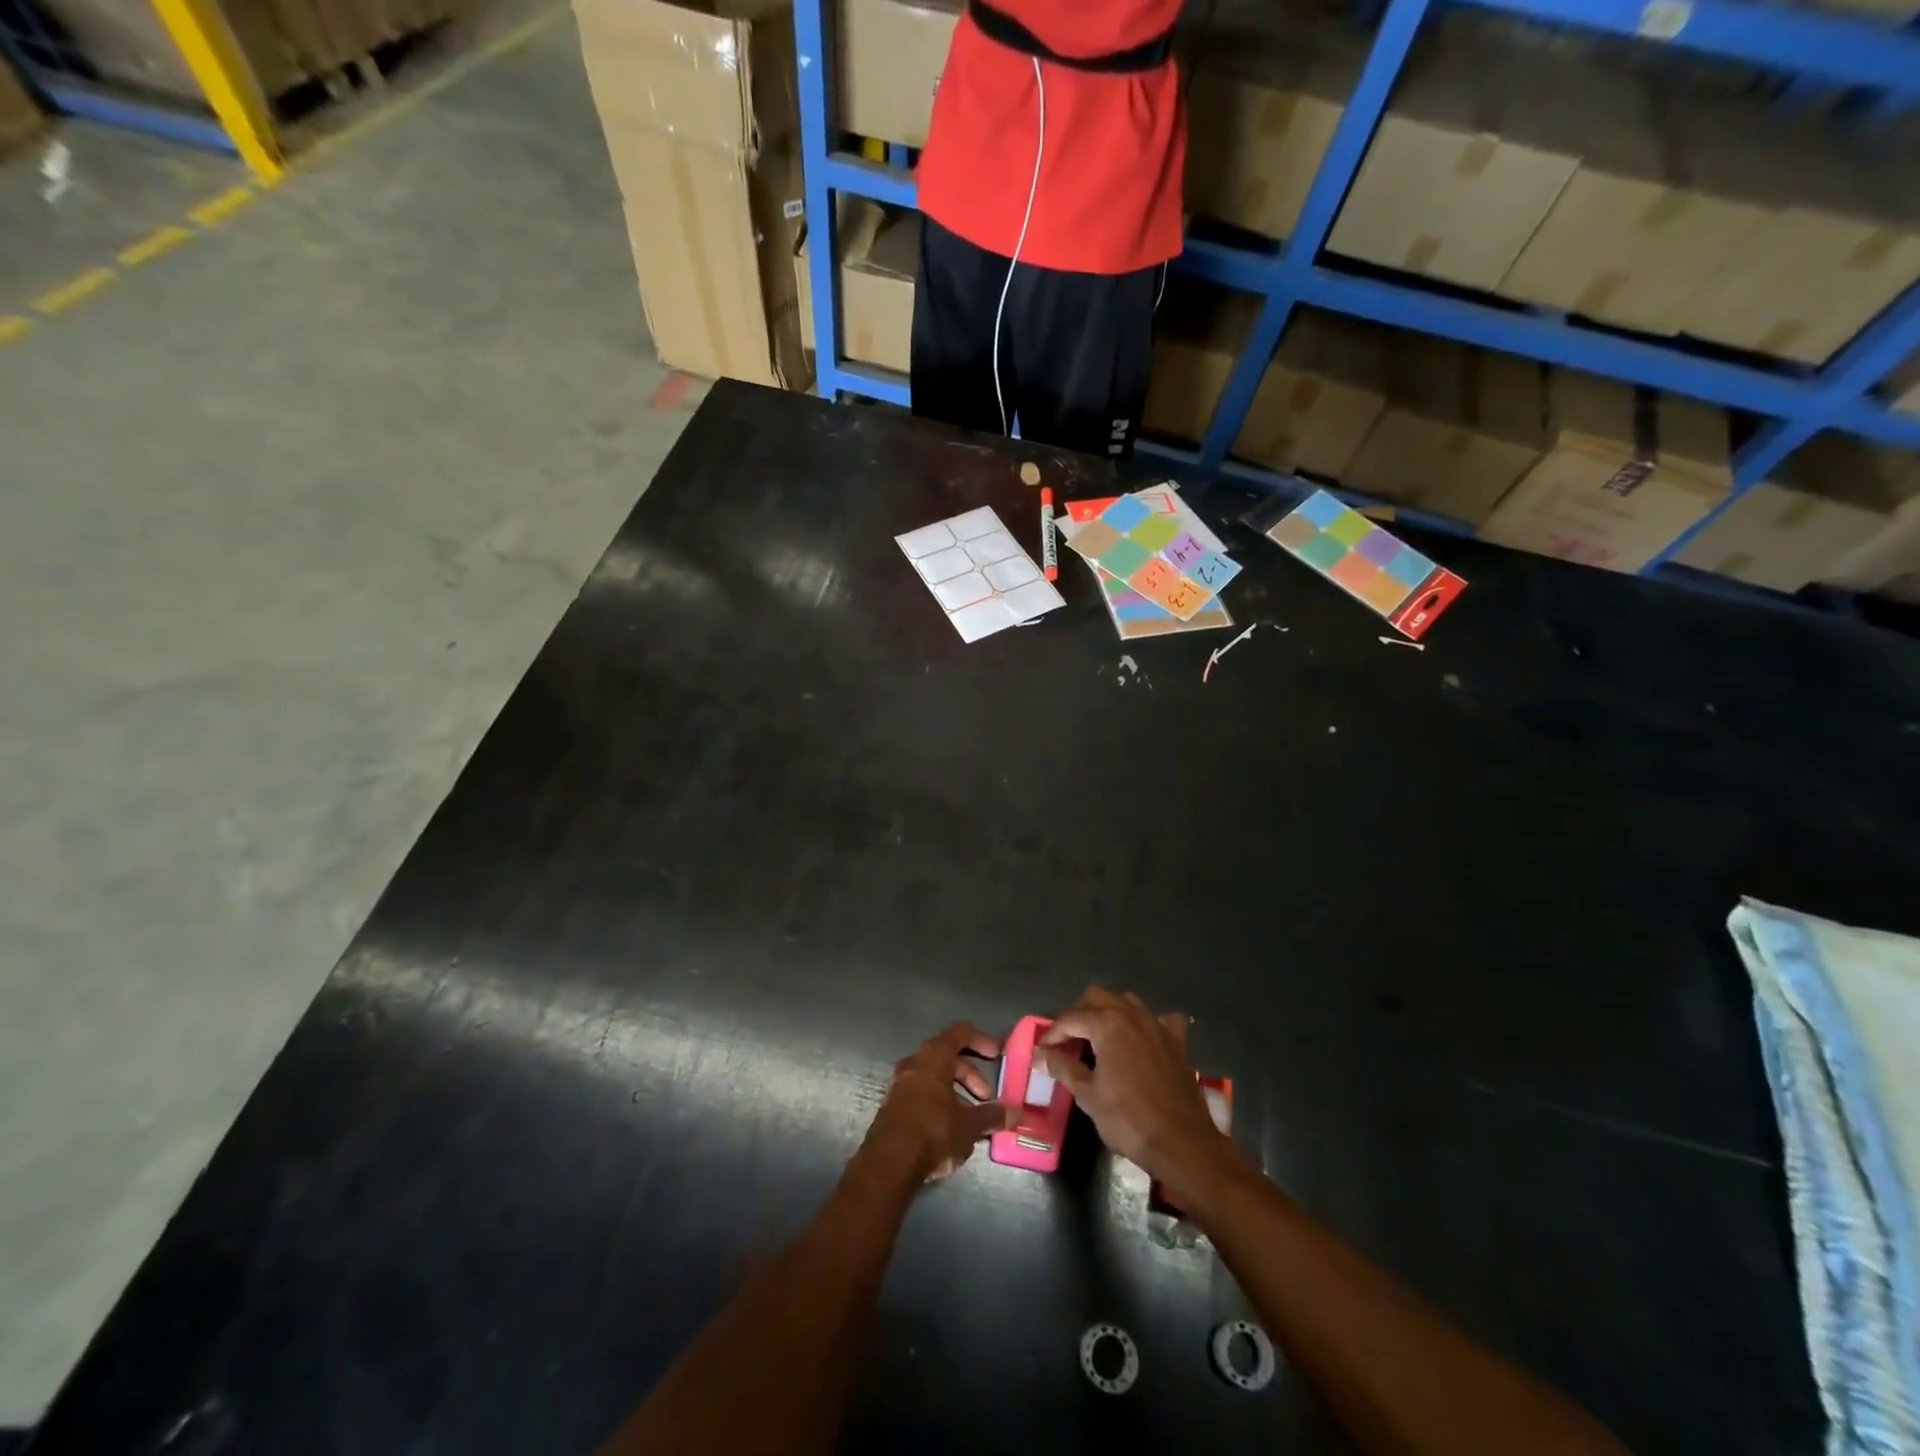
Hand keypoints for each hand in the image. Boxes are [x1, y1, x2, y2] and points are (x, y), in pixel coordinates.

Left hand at [862, 1022, 1016, 1183]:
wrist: (888, 1164)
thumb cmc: (933, 1131)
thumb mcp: (969, 1125)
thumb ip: (992, 1116)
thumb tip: (1015, 1113)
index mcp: (934, 1057)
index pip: (961, 1033)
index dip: (981, 1040)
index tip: (997, 1055)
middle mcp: (914, 1063)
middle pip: (948, 1057)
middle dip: (970, 1075)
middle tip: (985, 1097)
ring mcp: (900, 1084)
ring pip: (934, 1077)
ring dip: (955, 1092)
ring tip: (971, 1118)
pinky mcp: (892, 1106)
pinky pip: (921, 1094)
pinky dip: (939, 1103)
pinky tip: (950, 1129)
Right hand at [1041, 987, 1235, 1197]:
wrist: (1182, 1142)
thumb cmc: (1128, 1119)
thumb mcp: (1088, 1095)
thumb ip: (1063, 1068)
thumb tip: (1042, 1055)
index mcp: (1107, 1024)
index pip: (1071, 1018)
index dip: (1053, 1033)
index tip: (1043, 1050)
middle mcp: (1132, 1014)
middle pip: (1097, 997)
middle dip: (1078, 1014)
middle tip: (1068, 1040)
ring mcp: (1157, 1024)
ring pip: (1126, 1002)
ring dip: (1109, 1012)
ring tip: (1098, 1038)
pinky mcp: (1176, 1041)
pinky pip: (1159, 1019)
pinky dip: (1146, 1024)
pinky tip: (1141, 1040)